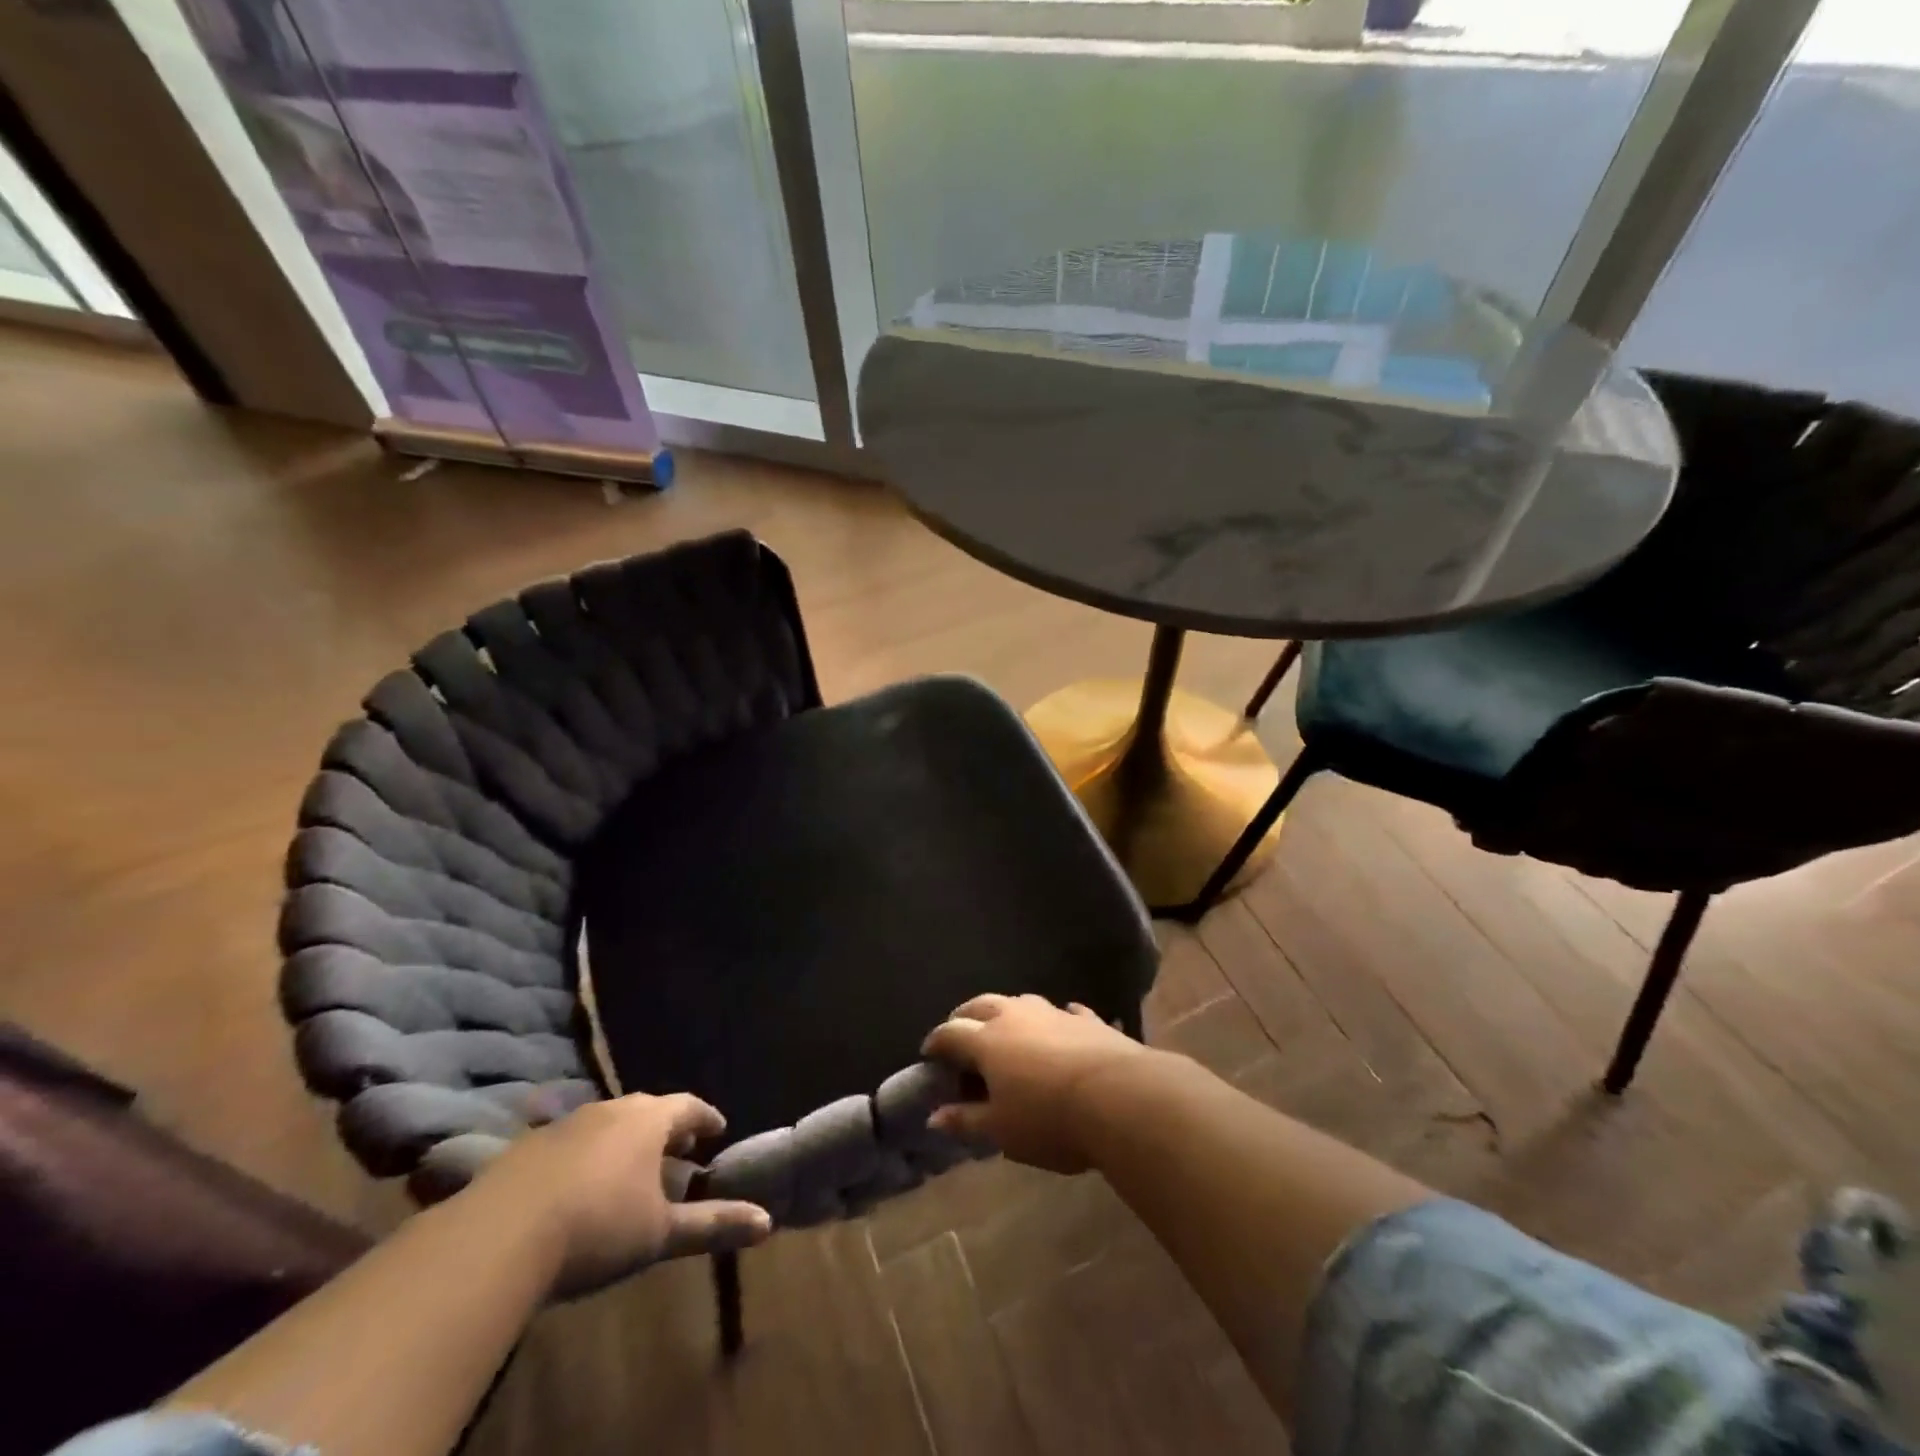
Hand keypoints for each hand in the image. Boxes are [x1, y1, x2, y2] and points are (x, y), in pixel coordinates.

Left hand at [470, 1093, 771, 1299]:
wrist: (496, 1237)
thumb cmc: (596, 1227)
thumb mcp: (660, 1233)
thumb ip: (713, 1224)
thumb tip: (768, 1222)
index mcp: (649, 1120)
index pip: (689, 1105)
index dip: (706, 1118)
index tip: (718, 1131)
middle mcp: (611, 1109)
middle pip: (648, 1110)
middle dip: (667, 1129)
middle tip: (679, 1149)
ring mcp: (566, 1124)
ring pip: (608, 1123)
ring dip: (625, 1141)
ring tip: (631, 1169)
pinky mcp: (527, 1146)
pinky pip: (570, 1141)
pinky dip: (586, 1155)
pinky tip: (578, 1186)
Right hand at [921, 994, 1158, 1173]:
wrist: (1119, 1097)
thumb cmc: (1049, 1120)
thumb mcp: (1002, 1130)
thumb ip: (966, 1120)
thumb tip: (934, 1116)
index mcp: (988, 1041)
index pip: (951, 1033)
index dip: (936, 1042)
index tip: (929, 1053)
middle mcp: (1016, 1016)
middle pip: (981, 1005)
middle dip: (965, 1016)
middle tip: (959, 1031)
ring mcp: (1053, 1013)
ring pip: (1021, 1002)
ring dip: (1007, 1012)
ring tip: (1006, 1030)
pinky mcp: (1087, 1019)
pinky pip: (1064, 1012)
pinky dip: (1055, 1020)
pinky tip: (1060, 1027)